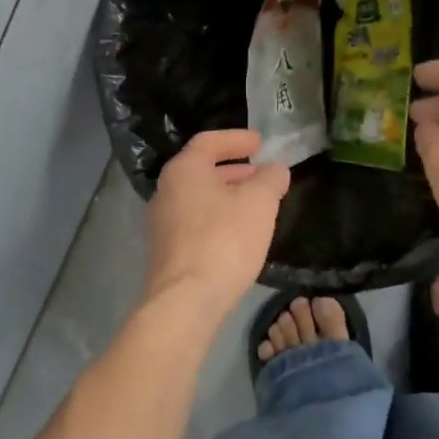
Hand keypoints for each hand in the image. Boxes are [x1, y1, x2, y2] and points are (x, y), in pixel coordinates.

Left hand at [144, 129, 290, 311]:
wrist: (187, 300)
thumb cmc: (224, 240)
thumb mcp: (259, 203)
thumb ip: (270, 179)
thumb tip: (275, 169)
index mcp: (184, 170)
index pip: (208, 141)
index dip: (236, 139)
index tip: (259, 142)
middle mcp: (166, 191)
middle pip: (201, 170)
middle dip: (234, 169)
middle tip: (260, 173)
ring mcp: (162, 223)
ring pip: (199, 197)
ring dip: (227, 195)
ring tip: (256, 203)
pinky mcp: (167, 250)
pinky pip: (196, 222)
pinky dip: (218, 217)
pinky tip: (239, 233)